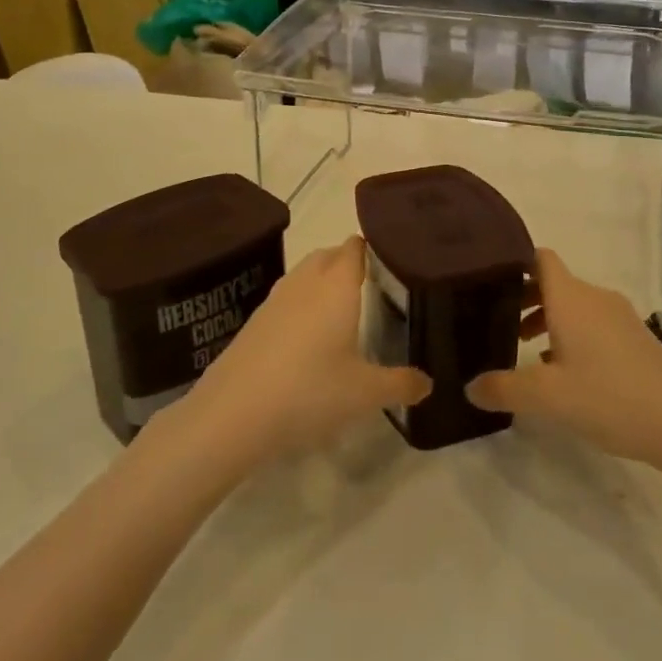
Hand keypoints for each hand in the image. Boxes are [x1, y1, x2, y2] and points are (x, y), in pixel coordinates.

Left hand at [176, 236, 429, 465]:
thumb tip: (428, 384)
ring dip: (324, 283)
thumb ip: (401, 384)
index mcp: (337, 285)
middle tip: (375, 287)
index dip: (376, 247)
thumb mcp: (365, 393)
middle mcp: (306, 282)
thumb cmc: (309, 391)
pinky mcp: (255, 321)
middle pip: (330, 255)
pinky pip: (287, 299)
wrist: (233, 413)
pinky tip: (309, 339)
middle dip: (350, 263)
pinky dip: (302, 306)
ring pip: (305, 275)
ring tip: (344, 311)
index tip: (395, 261)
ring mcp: (275, 299)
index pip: (357, 247)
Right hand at [466, 248, 661, 470]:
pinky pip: (593, 324)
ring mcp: (620, 317)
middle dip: (524, 299)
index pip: (539, 258)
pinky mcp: (636, 339)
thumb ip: (504, 389)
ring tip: (527, 354)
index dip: (513, 263)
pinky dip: (571, 336)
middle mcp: (595, 298)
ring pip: (574, 306)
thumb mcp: (548, 398)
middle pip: (553, 283)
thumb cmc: (610, 397)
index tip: (487, 281)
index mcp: (571, 298)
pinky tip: (565, 374)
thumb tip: (469, 387)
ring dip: (548, 321)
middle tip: (497, 325)